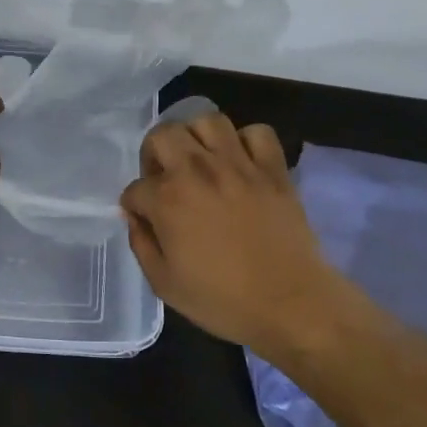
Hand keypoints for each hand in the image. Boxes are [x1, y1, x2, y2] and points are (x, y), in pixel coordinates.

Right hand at [120, 112, 345, 357]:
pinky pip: (258, 133)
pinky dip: (247, 141)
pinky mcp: (273, 168)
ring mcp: (239, 165)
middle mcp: (198, 170)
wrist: (291, 305)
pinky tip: (241, 162)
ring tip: (200, 160)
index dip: (136, 205)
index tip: (146, 219)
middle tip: (164, 178)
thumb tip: (136, 217)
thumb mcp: (164, 284)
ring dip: (196, 137)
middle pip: (163, 135)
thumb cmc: (223, 301)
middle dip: (154, 153)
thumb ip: (141, 244)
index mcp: (168, 199)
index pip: (136, 188)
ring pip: (207, 121)